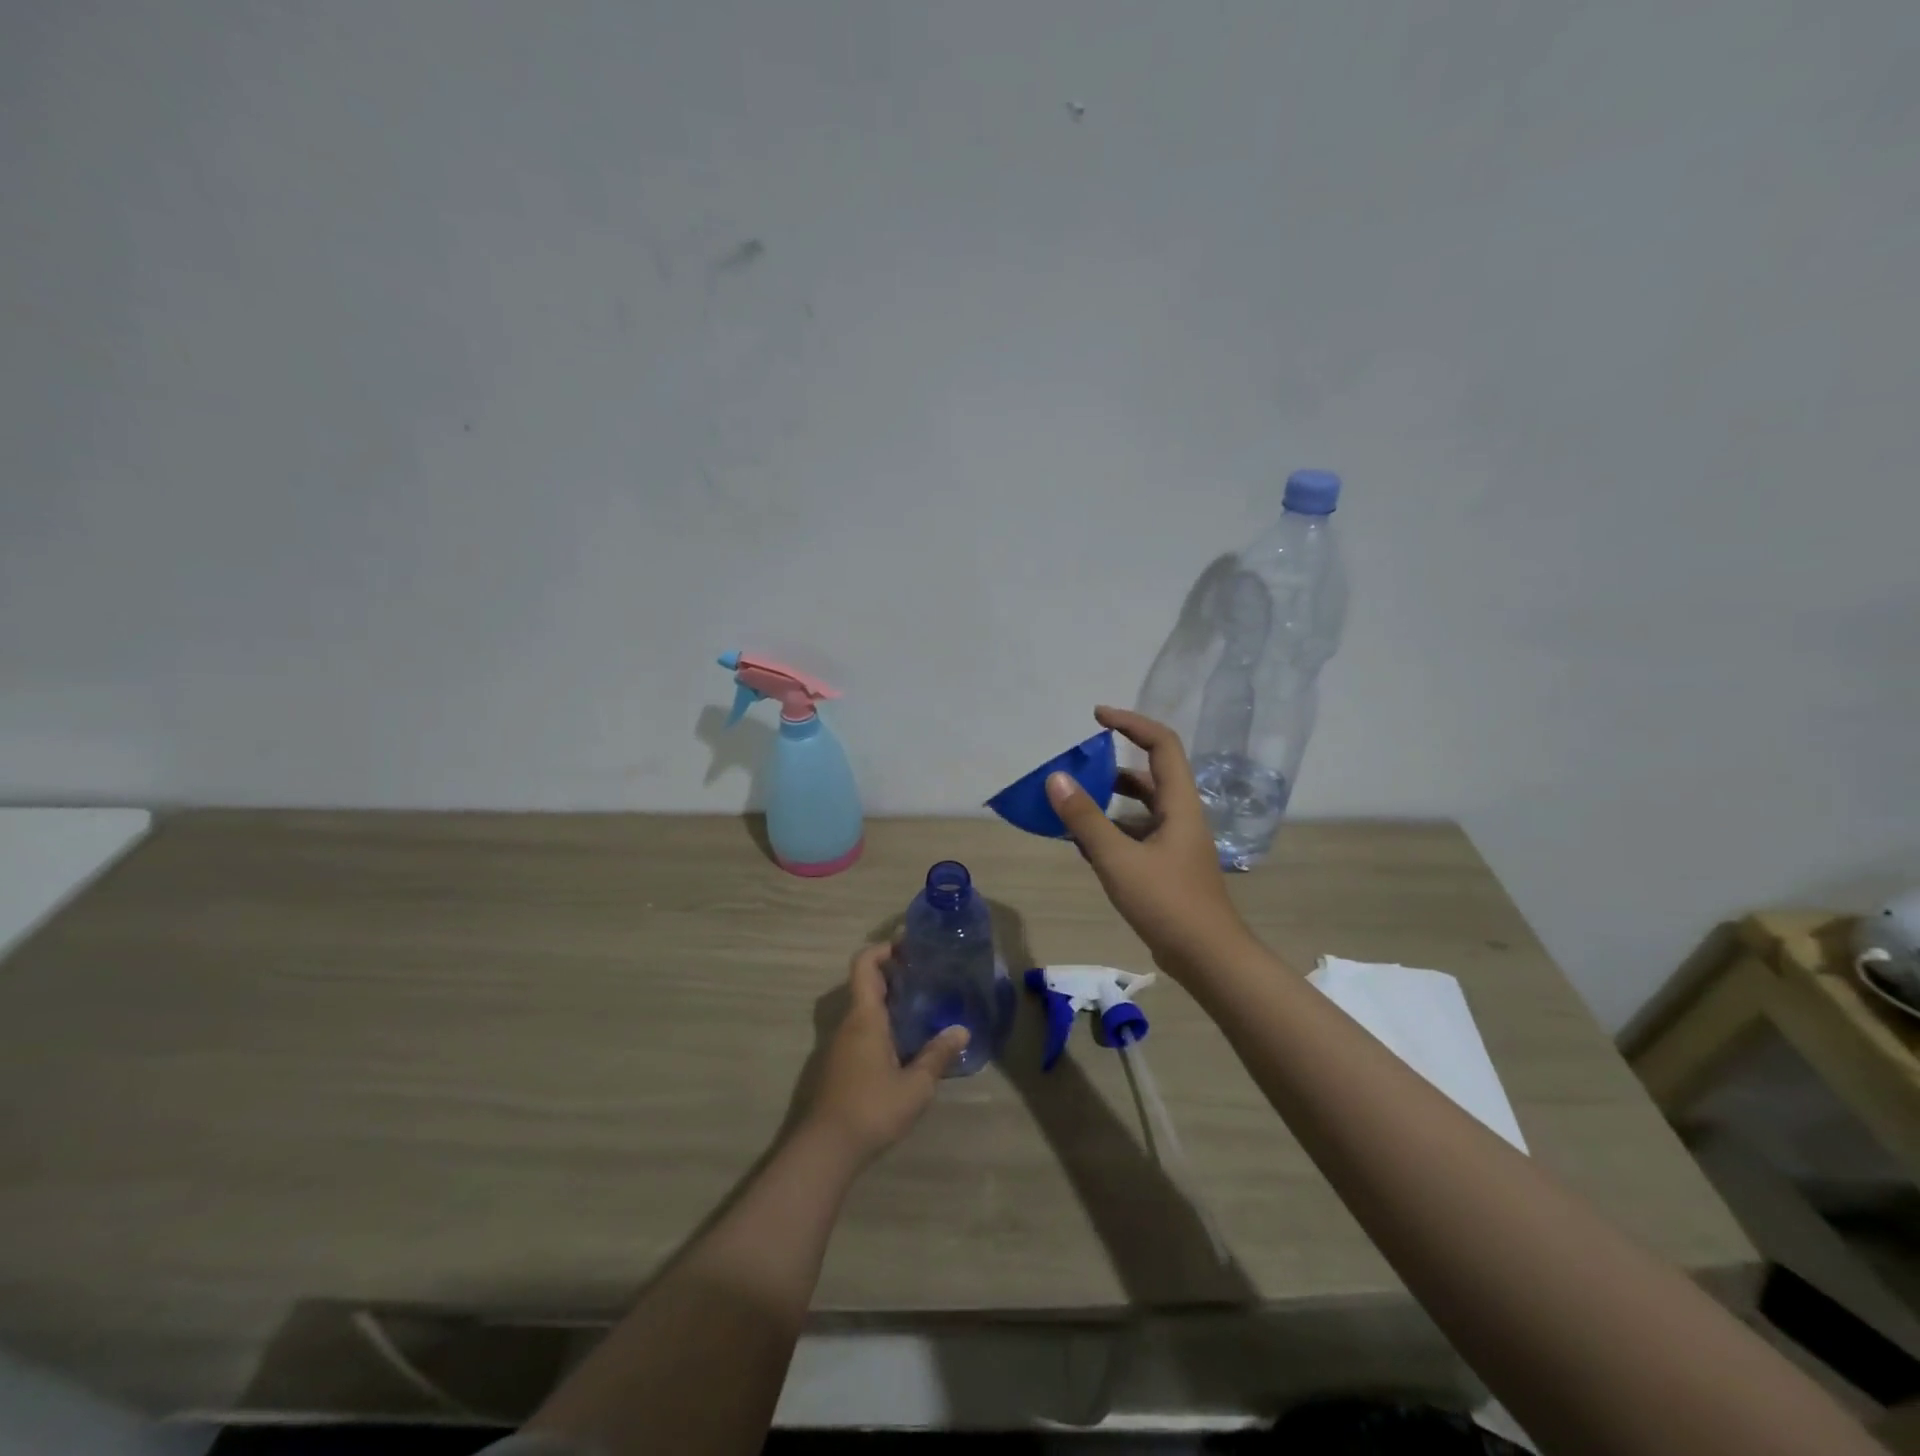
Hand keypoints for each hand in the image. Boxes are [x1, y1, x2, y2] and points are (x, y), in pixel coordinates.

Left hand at [801, 942, 968, 1169]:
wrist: (825, 1149)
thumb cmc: (872, 1109)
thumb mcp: (915, 1086)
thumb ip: (937, 1056)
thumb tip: (962, 1030)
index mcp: (865, 1018)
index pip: (865, 965)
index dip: (883, 949)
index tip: (908, 947)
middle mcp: (848, 1024)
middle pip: (865, 984)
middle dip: (893, 974)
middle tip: (926, 975)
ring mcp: (839, 1045)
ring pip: (863, 1010)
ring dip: (888, 1002)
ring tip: (922, 1008)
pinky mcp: (838, 1066)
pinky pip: (861, 1031)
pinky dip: (881, 1025)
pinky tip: (905, 1045)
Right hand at [1046, 706, 1251, 978]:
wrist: (1208, 958)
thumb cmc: (1167, 903)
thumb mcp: (1118, 859)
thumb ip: (1085, 819)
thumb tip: (1056, 779)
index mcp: (1179, 803)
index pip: (1161, 744)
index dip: (1131, 722)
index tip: (1097, 716)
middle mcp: (1181, 815)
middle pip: (1149, 774)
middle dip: (1112, 765)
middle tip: (1076, 766)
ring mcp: (1176, 842)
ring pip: (1141, 807)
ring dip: (1109, 800)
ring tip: (1072, 804)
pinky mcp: (1168, 866)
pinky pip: (1137, 834)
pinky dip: (1112, 830)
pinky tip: (1084, 844)